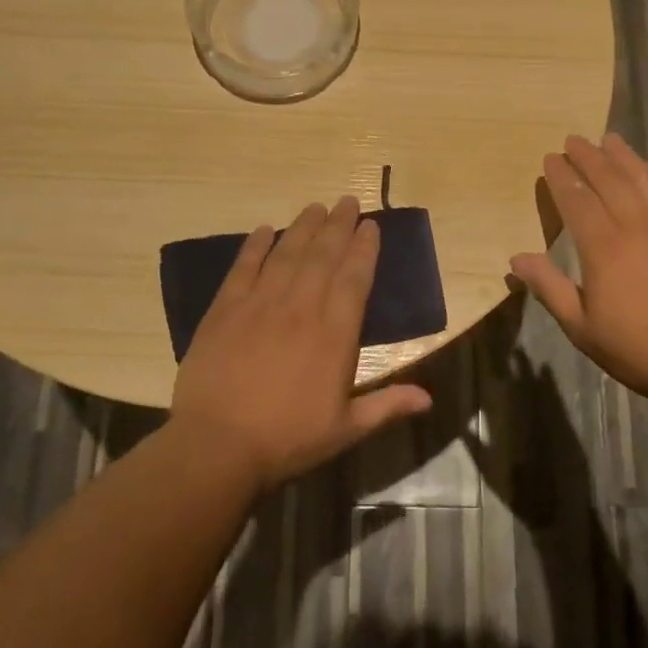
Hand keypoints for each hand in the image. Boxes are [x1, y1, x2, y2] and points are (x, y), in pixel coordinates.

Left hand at [170, 196, 432, 491]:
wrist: (218, 446)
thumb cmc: (287, 440)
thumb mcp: (345, 429)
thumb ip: (387, 406)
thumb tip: (429, 398)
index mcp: (334, 334)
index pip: (354, 279)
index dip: (364, 249)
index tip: (371, 225)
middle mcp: (301, 308)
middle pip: (323, 257)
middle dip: (338, 226)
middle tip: (347, 201)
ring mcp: (260, 304)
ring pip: (287, 254)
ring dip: (304, 227)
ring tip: (316, 207)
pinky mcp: (225, 310)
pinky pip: (243, 268)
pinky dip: (255, 246)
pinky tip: (265, 229)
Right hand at [510, 134, 647, 411]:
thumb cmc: (643, 351)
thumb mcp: (584, 329)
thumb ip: (550, 288)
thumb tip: (517, 258)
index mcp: (604, 248)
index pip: (576, 201)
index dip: (561, 178)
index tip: (550, 158)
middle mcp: (638, 226)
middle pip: (609, 180)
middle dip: (588, 157)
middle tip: (574, 139)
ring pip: (645, 180)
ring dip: (624, 157)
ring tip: (609, 139)